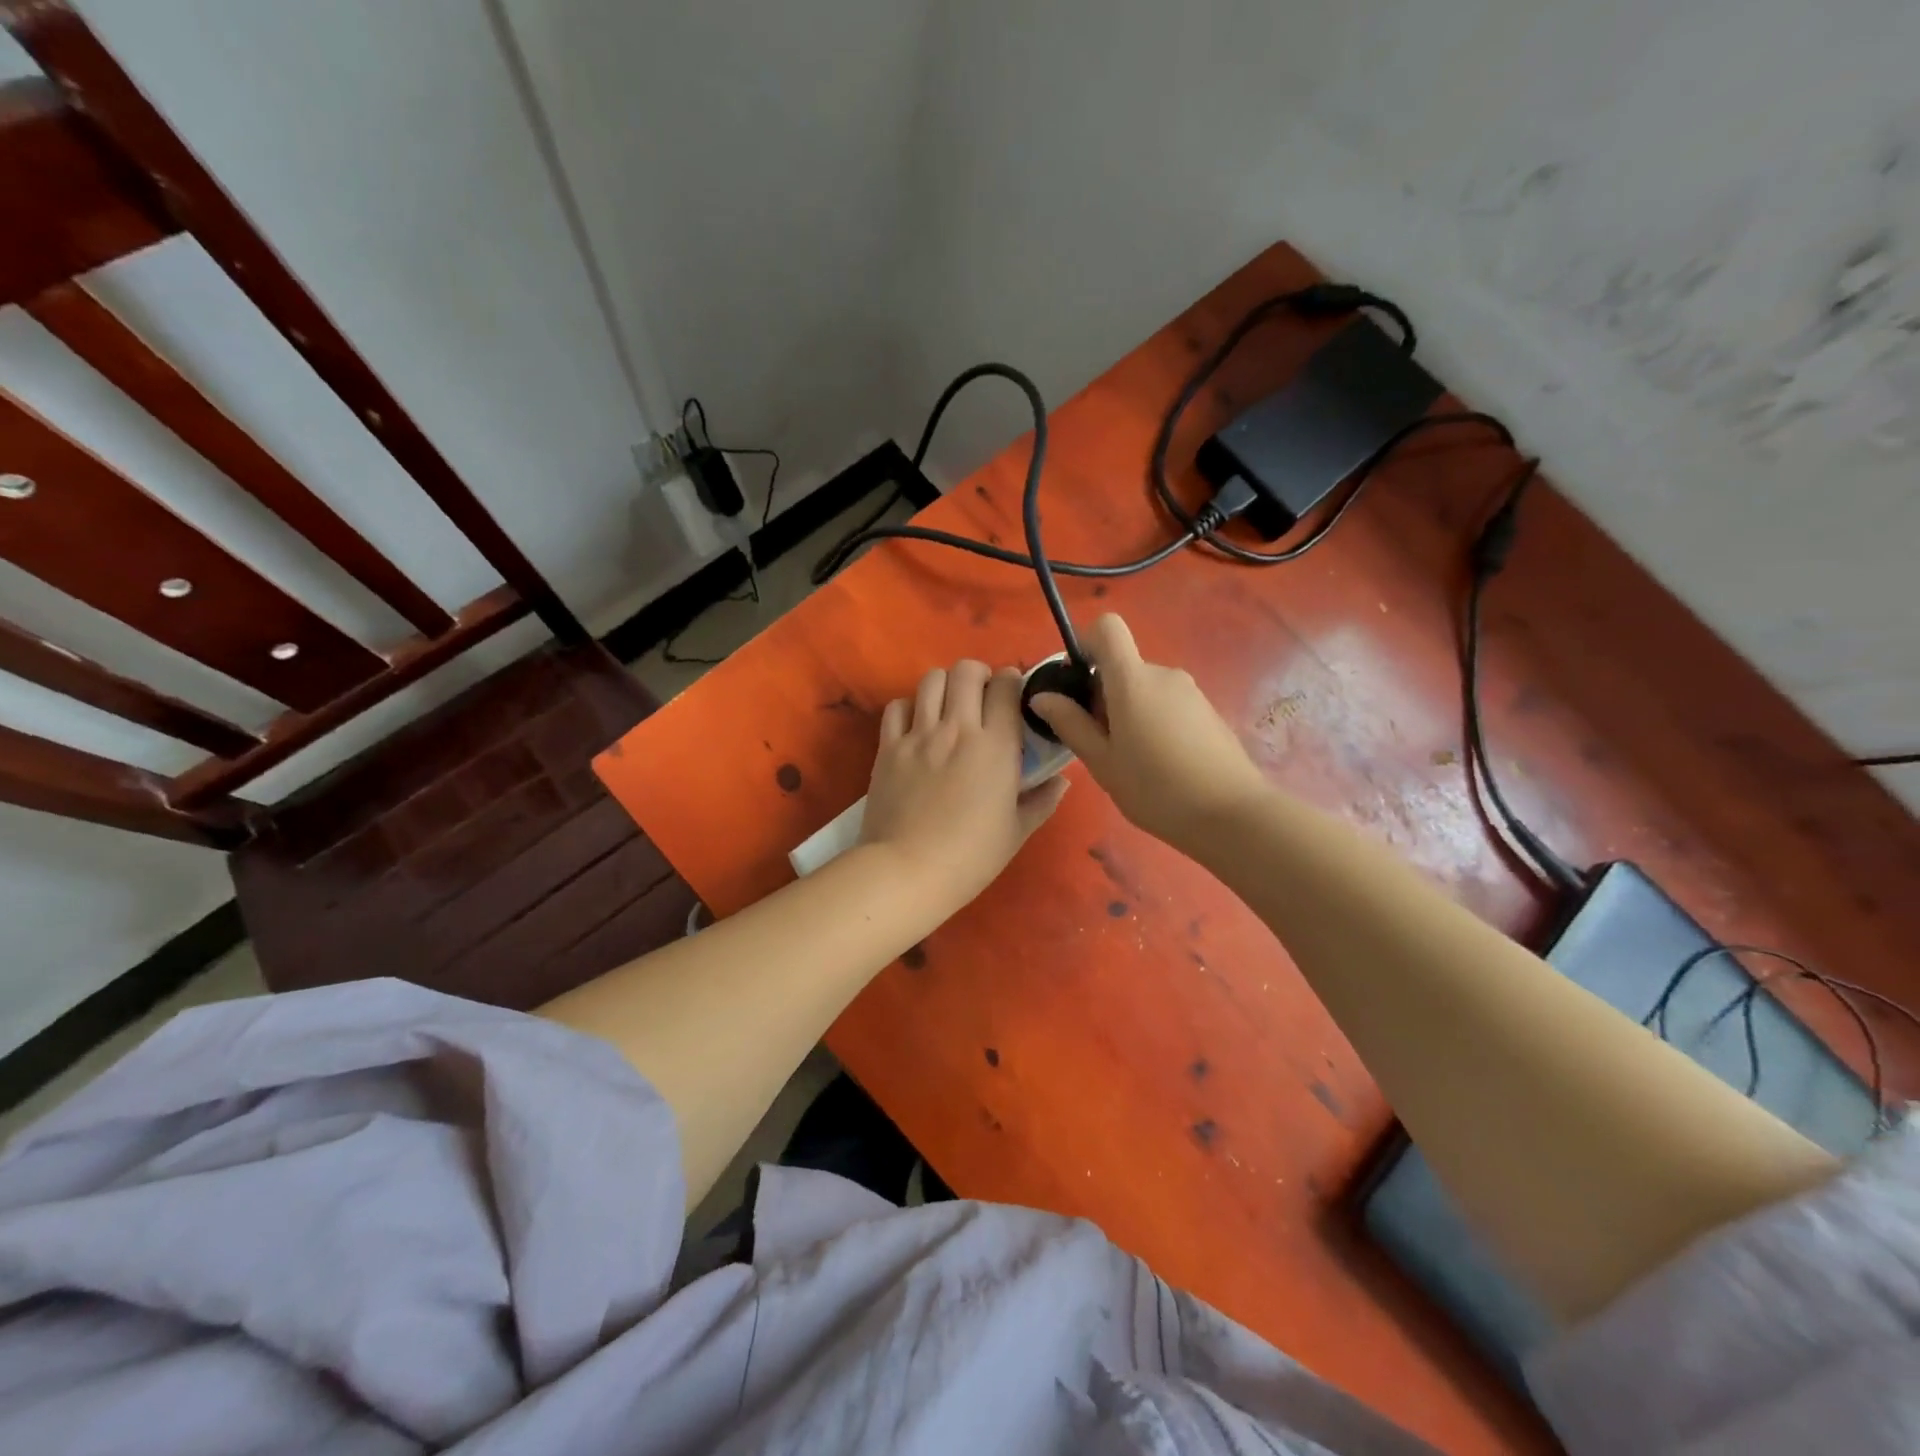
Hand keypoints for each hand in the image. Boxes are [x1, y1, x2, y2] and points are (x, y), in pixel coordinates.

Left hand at [860, 659, 1070, 908]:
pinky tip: (917, 725)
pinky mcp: (888, 747)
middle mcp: (957, 729)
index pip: (1006, 687)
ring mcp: (918, 735)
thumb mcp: (1016, 832)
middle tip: (982, 697)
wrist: (907, 871)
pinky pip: (897, 707)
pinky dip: (909, 707)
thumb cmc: (970, 857)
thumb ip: (1042, 800)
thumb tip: (1061, 781)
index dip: (1012, 682)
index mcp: (996, 746)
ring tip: (949, 706)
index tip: (1014, 698)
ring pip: (931, 680)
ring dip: (945, 685)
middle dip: (979, 675)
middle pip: (966, 671)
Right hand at [1031, 614, 1266, 849]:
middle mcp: (1163, 674)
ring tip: (1130, 759)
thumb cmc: (1156, 789)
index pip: (1107, 628)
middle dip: (1102, 695)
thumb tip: (1042, 697)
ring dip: (1128, 711)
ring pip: (1144, 688)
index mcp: (1133, 680)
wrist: (1231, 814)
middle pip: (1122, 666)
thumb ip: (1070, 724)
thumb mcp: (1102, 762)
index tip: (1076, 683)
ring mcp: (1190, 691)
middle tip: (1099, 743)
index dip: (1086, 644)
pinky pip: (1166, 703)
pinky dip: (1153, 721)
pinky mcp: (1207, 710)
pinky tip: (1159, 763)